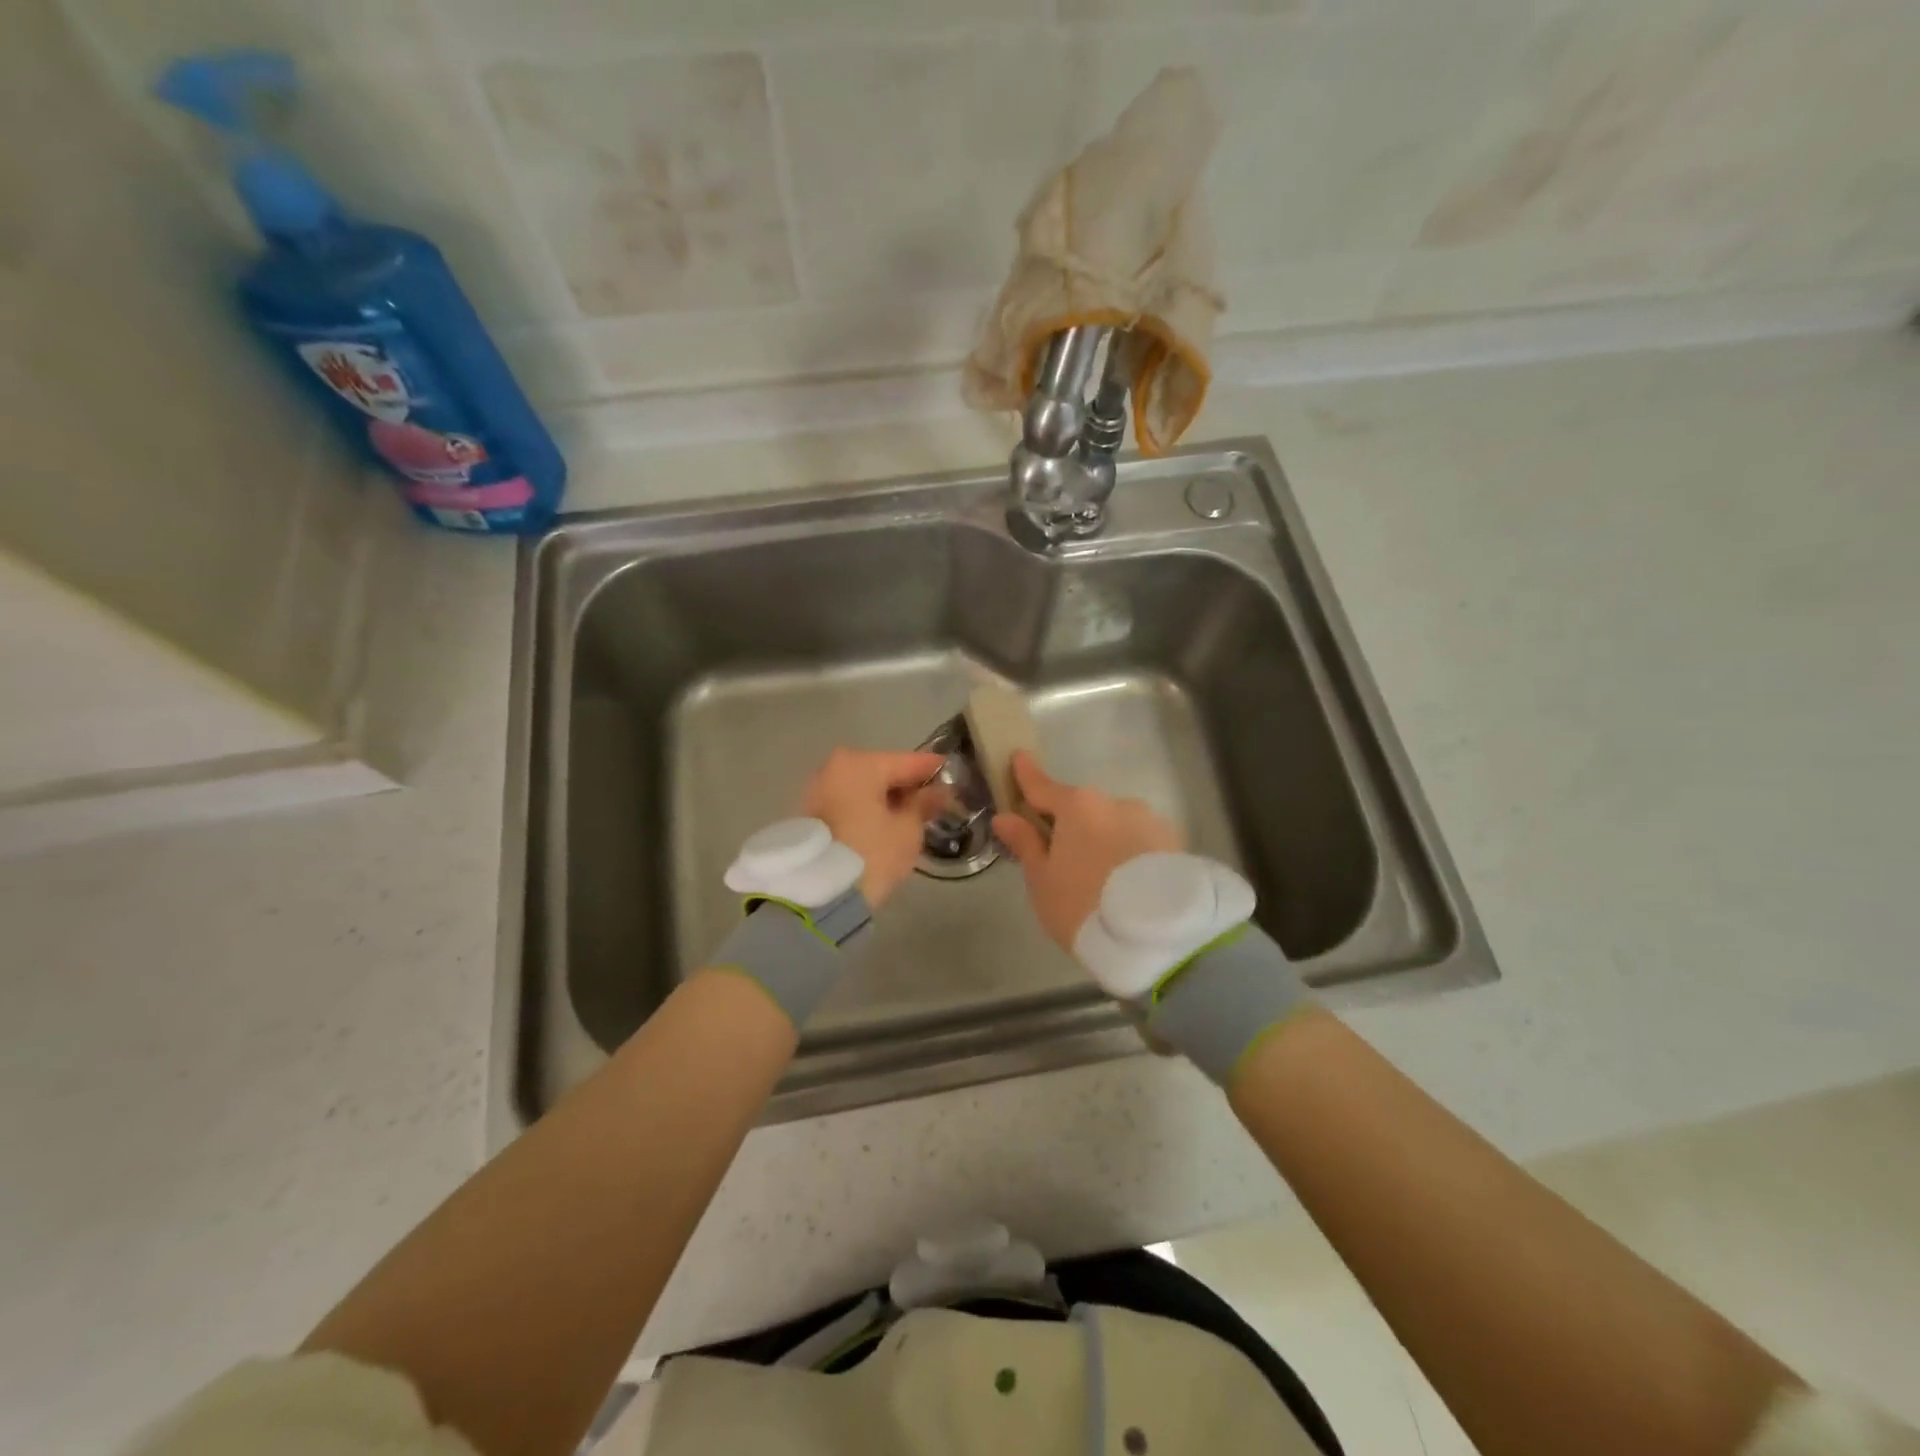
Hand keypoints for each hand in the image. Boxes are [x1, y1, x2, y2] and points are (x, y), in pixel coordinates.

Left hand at [800, 748, 946, 909]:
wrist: (815, 895)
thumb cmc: (869, 855)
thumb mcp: (907, 831)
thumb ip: (924, 804)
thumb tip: (938, 791)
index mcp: (860, 764)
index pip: (908, 761)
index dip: (934, 769)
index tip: (955, 774)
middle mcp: (833, 767)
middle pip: (882, 772)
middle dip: (907, 786)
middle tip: (934, 802)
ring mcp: (816, 790)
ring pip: (863, 788)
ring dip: (885, 799)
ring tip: (911, 818)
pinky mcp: (808, 814)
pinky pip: (848, 803)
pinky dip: (867, 810)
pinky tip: (884, 826)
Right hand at [992, 751, 1183, 950]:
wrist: (1155, 936)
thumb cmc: (1083, 906)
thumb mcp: (1042, 880)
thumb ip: (1025, 843)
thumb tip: (1005, 817)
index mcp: (1077, 805)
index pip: (1042, 786)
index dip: (1026, 775)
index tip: (1018, 757)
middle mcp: (1114, 802)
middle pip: (1082, 809)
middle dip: (1070, 825)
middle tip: (1060, 858)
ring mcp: (1149, 820)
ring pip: (1114, 824)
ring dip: (1104, 839)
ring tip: (1102, 880)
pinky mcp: (1174, 842)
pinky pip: (1139, 841)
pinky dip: (1129, 853)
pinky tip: (1127, 881)